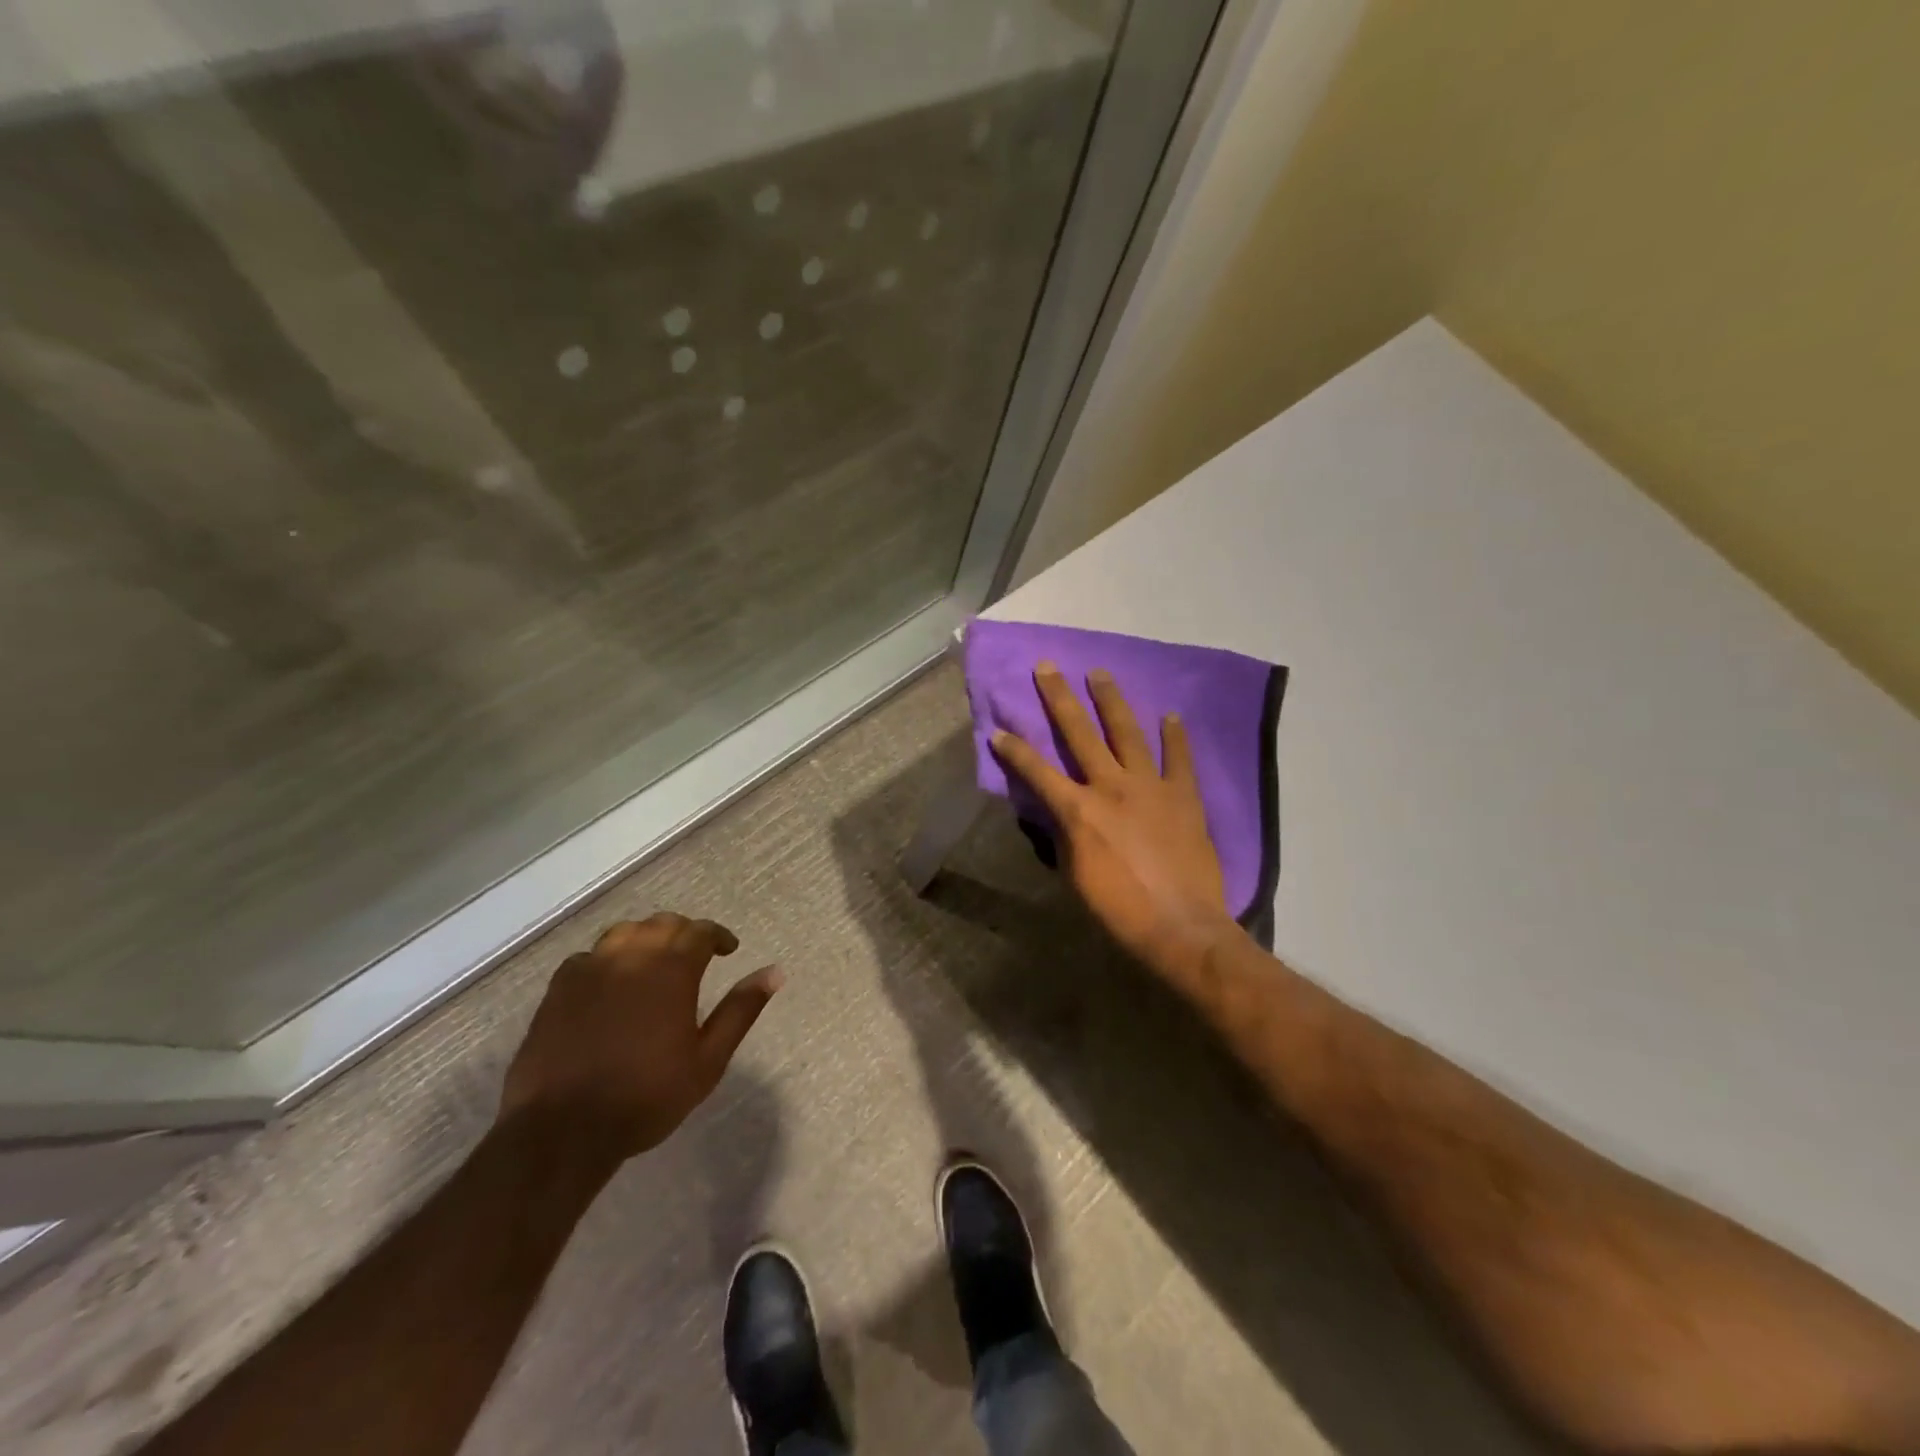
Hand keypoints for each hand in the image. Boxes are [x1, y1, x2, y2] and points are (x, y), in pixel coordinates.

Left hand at [498, 914, 780, 1167]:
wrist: (562, 1130)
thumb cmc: (646, 1096)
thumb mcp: (708, 1060)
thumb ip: (740, 1010)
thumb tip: (774, 972)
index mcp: (671, 969)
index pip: (700, 931)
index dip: (718, 936)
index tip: (728, 951)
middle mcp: (631, 956)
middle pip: (662, 924)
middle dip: (684, 933)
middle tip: (694, 957)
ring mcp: (590, 969)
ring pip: (624, 933)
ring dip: (645, 940)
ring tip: (653, 964)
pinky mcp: (558, 988)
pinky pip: (588, 957)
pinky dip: (608, 961)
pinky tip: (610, 985)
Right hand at [991, 664, 1238, 983]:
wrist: (1181, 926)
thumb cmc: (1118, 909)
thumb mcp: (1075, 876)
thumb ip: (1066, 836)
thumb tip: (1061, 814)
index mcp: (1079, 810)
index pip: (1037, 771)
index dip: (1014, 749)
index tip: (998, 729)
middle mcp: (1111, 787)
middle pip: (1080, 733)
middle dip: (1060, 698)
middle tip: (1048, 667)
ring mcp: (1150, 787)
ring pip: (1127, 733)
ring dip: (1111, 700)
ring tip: (1100, 673)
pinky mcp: (1183, 796)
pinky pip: (1178, 758)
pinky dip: (1175, 736)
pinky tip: (1170, 714)